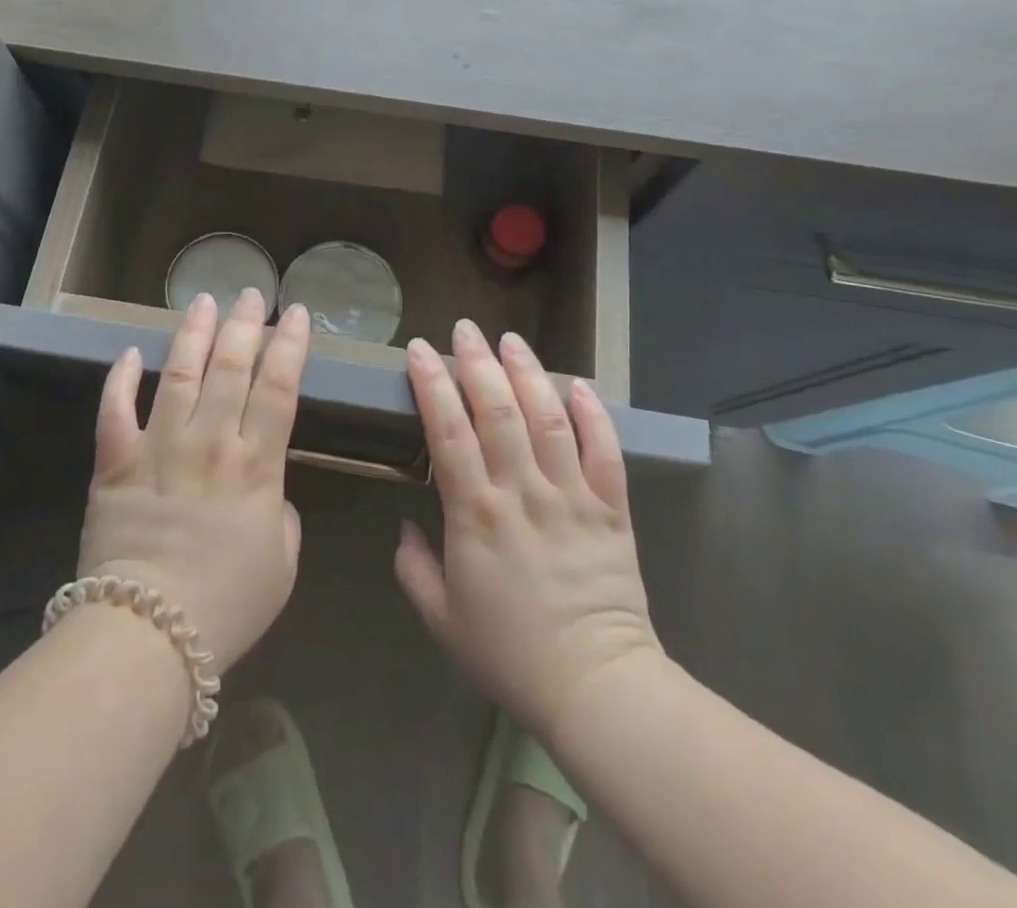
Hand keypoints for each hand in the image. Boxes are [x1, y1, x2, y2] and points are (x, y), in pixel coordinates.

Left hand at [77, 289, 309, 671]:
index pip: (279, 388)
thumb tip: (268, 493)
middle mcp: (211, 441)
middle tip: (251, 292)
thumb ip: (283, 517)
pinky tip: (131, 353)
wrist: (149, 633)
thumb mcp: (282, 565)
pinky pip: (115, 411)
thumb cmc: (227, 605)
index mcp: (256, 464)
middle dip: (245, 324)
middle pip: (232, 368)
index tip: (297, 314)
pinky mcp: (117, 463)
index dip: (290, 346)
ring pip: (180, 374)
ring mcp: (160, 447)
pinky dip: (121, 379)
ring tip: (203, 301)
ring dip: (193, 334)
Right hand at [394, 320, 663, 737]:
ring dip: (529, 373)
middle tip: (465, 329)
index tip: (420, 350)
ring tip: (511, 340)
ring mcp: (571, 496)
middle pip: (499, 412)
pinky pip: (604, 451)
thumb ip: (414, 568)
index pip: (448, 433)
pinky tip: (579, 384)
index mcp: (477, 515)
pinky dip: (593, 414)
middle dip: (478, 363)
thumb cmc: (510, 653)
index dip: (433, 385)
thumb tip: (404, 525)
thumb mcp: (442, 619)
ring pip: (548, 419)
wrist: (596, 687)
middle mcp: (523, 493)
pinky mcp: (612, 508)